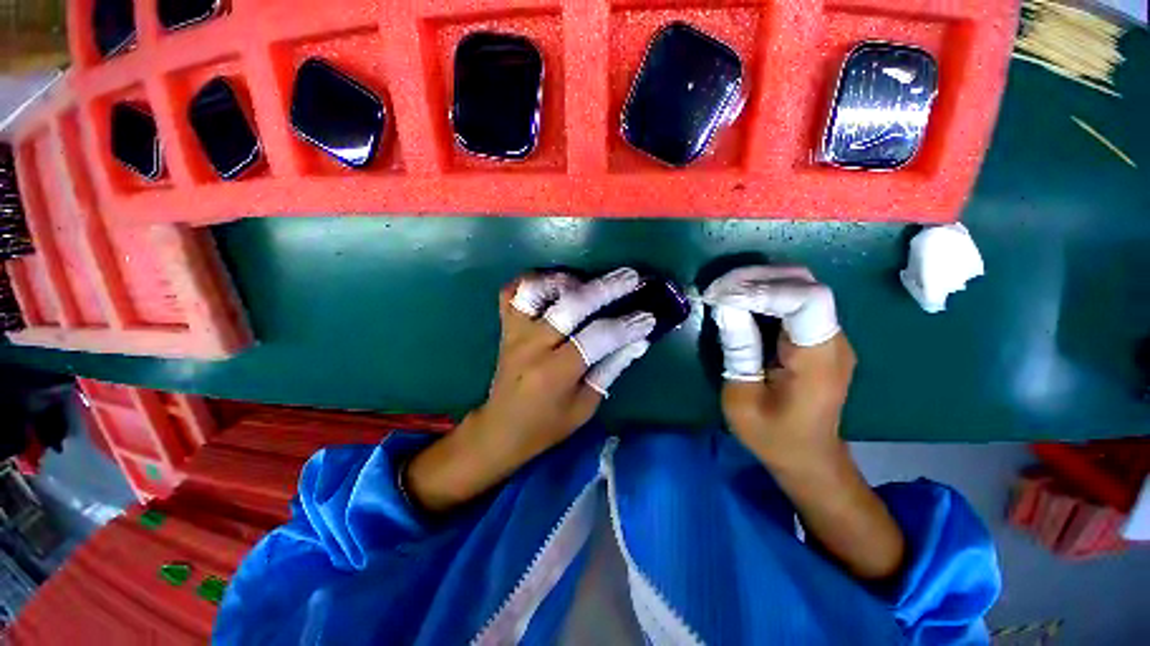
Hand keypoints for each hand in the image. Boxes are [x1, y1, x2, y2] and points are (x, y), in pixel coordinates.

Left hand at [406, 268, 654, 511]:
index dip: (626, 325)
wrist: (501, 428)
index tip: (648, 317)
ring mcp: (515, 332)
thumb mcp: (585, 405)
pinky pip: (511, 292)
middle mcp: (532, 345)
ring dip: (565, 279)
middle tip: (630, 277)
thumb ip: (610, 368)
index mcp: (554, 373)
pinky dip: (532, 281)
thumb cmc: (547, 424)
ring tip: (588, 279)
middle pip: (570, 305)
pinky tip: (553, 283)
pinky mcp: (505, 327)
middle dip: (605, 288)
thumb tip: (639, 341)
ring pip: (535, 290)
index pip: (596, 338)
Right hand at [705, 266, 903, 581]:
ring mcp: (830, 335)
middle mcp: (833, 339)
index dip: (763, 289)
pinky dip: (765, 292)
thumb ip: (738, 351)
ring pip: (801, 285)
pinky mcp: (818, 335)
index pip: (807, 300)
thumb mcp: (742, 400)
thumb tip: (725, 307)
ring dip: (760, 281)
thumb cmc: (773, 436)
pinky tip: (739, 299)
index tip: (720, 296)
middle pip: (805, 284)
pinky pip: (795, 299)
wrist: (809, 456)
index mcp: (818, 359)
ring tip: (723, 290)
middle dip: (757, 278)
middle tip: (716, 288)